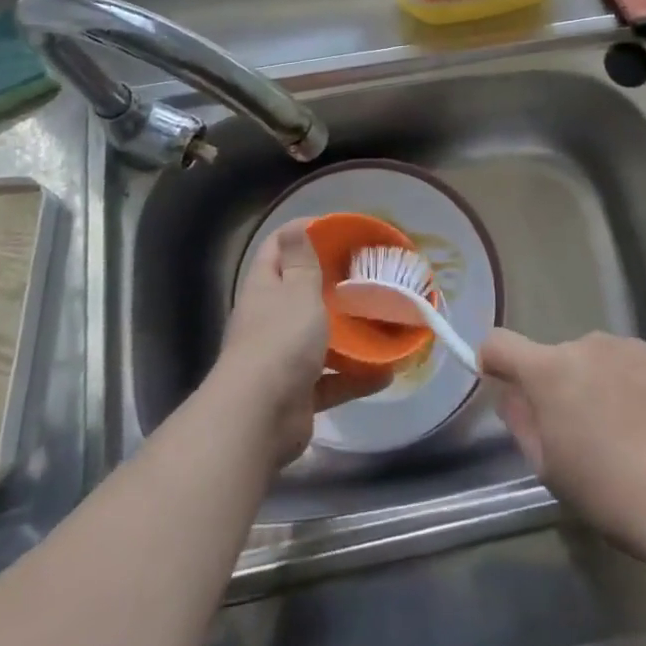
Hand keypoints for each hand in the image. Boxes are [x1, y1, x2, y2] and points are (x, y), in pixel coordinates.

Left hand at [217, 221, 389, 467]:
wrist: (259, 419)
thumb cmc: (280, 341)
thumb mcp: (297, 291)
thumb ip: (301, 261)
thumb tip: (295, 226)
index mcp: (264, 288)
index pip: (277, 247)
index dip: (302, 232)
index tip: (337, 229)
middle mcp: (269, 319)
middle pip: (300, 292)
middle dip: (332, 284)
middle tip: (369, 274)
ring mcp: (282, 359)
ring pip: (319, 338)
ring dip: (348, 333)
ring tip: (383, 320)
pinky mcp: (298, 394)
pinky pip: (332, 379)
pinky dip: (356, 376)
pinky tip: (386, 372)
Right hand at [482, 330, 645, 557]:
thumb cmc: (606, 489)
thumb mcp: (548, 467)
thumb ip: (522, 421)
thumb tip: (511, 394)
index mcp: (550, 369)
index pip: (501, 343)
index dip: (495, 360)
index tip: (501, 382)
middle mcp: (590, 344)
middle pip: (563, 358)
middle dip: (566, 385)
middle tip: (584, 434)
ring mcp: (636, 348)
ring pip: (608, 362)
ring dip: (607, 386)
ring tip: (631, 436)